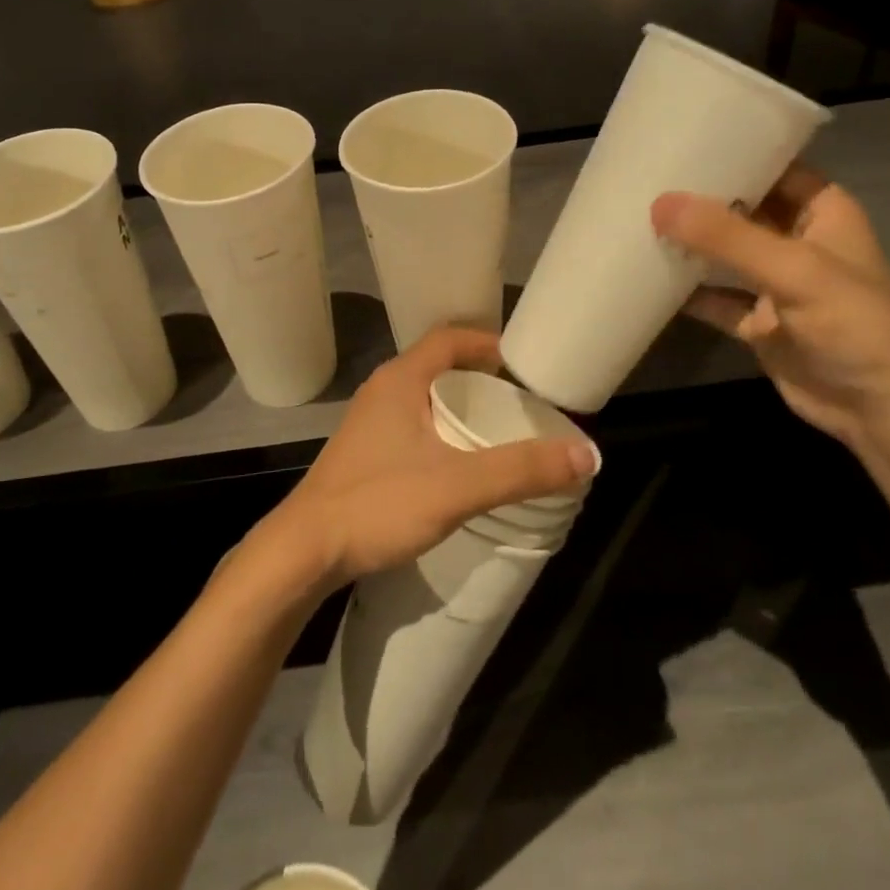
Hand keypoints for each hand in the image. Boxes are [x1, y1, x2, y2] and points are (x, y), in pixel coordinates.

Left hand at [264, 327, 597, 592]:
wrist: (303, 551)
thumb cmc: (378, 503)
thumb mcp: (457, 486)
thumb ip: (520, 470)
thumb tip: (586, 454)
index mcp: (401, 379)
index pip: (450, 338)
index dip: (488, 343)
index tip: (524, 364)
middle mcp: (382, 390)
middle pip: (439, 367)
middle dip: (481, 379)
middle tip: (521, 403)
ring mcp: (369, 422)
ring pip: (425, 398)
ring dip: (460, 407)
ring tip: (498, 432)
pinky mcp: (364, 453)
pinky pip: (412, 425)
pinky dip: (442, 431)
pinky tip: (459, 465)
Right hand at [652, 165, 889, 448]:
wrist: (881, 410)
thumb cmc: (854, 323)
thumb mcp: (794, 270)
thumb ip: (728, 237)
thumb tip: (660, 203)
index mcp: (821, 210)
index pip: (772, 166)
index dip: (732, 151)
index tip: (678, 141)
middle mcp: (796, 239)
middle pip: (740, 207)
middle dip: (697, 198)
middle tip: (643, 180)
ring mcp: (775, 282)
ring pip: (723, 253)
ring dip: (688, 243)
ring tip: (635, 219)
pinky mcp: (757, 321)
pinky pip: (714, 297)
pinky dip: (686, 291)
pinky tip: (645, 277)